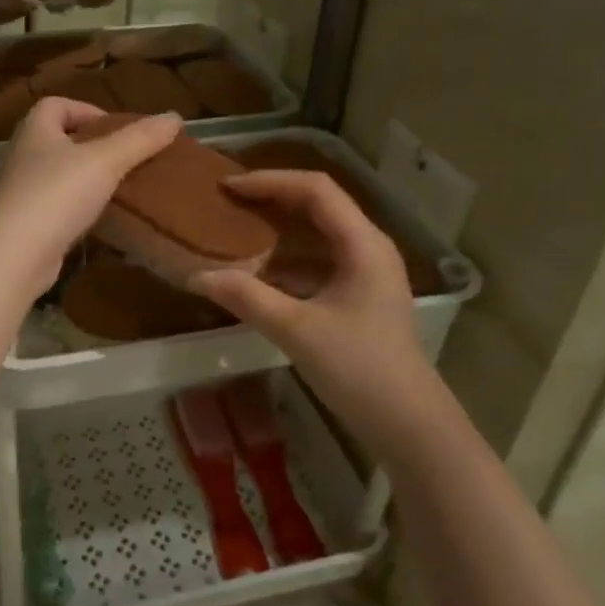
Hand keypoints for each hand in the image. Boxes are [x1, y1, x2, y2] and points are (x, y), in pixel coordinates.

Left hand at [0, 98, 181, 293]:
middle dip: (92, 146)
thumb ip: (140, 139)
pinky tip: (101, 219)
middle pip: (59, 140)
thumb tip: (174, 117)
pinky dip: (78, 209)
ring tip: (120, 189)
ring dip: (86, 179)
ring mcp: (21, 192)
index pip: (56, 105)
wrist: (15, 255)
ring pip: (59, 175)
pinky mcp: (26, 225)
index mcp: (35, 130)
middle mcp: (23, 156)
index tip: (116, 130)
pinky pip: (57, 207)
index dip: (86, 109)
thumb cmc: (57, 195)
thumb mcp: (105, 161)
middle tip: (125, 159)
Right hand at [191, 171, 432, 420]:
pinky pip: (318, 260)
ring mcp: (366, 273)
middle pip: (318, 204)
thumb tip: (196, 276)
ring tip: (236, 226)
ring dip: (278, 225)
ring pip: (318, 233)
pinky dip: (286, 258)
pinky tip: (257, 271)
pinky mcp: (358, 297)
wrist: (408, 424)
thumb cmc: (360, 370)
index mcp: (363, 244)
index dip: (270, 181)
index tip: (227, 187)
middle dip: (272, 197)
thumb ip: (246, 298)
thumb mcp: (297, 331)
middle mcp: (368, 248)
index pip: (315, 190)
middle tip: (227, 200)